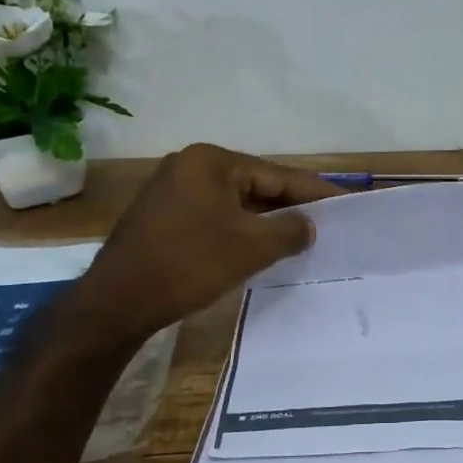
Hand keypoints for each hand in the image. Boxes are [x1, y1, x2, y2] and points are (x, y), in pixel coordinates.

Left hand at [73, 144, 343, 339]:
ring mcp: (173, 190)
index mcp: (211, 161)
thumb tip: (308, 225)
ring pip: (234, 202)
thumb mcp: (251, 247)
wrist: (117, 302)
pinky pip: (214, 215)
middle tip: (327, 222)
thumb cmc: (189, 264)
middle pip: (255, 185)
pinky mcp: (163, 215)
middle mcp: (190, 165)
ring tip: (300, 236)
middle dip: (289, 206)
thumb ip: (289, 230)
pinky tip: (259, 246)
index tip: (345, 201)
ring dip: (264, 220)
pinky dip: (239, 229)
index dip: (313, 191)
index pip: (276, 174)